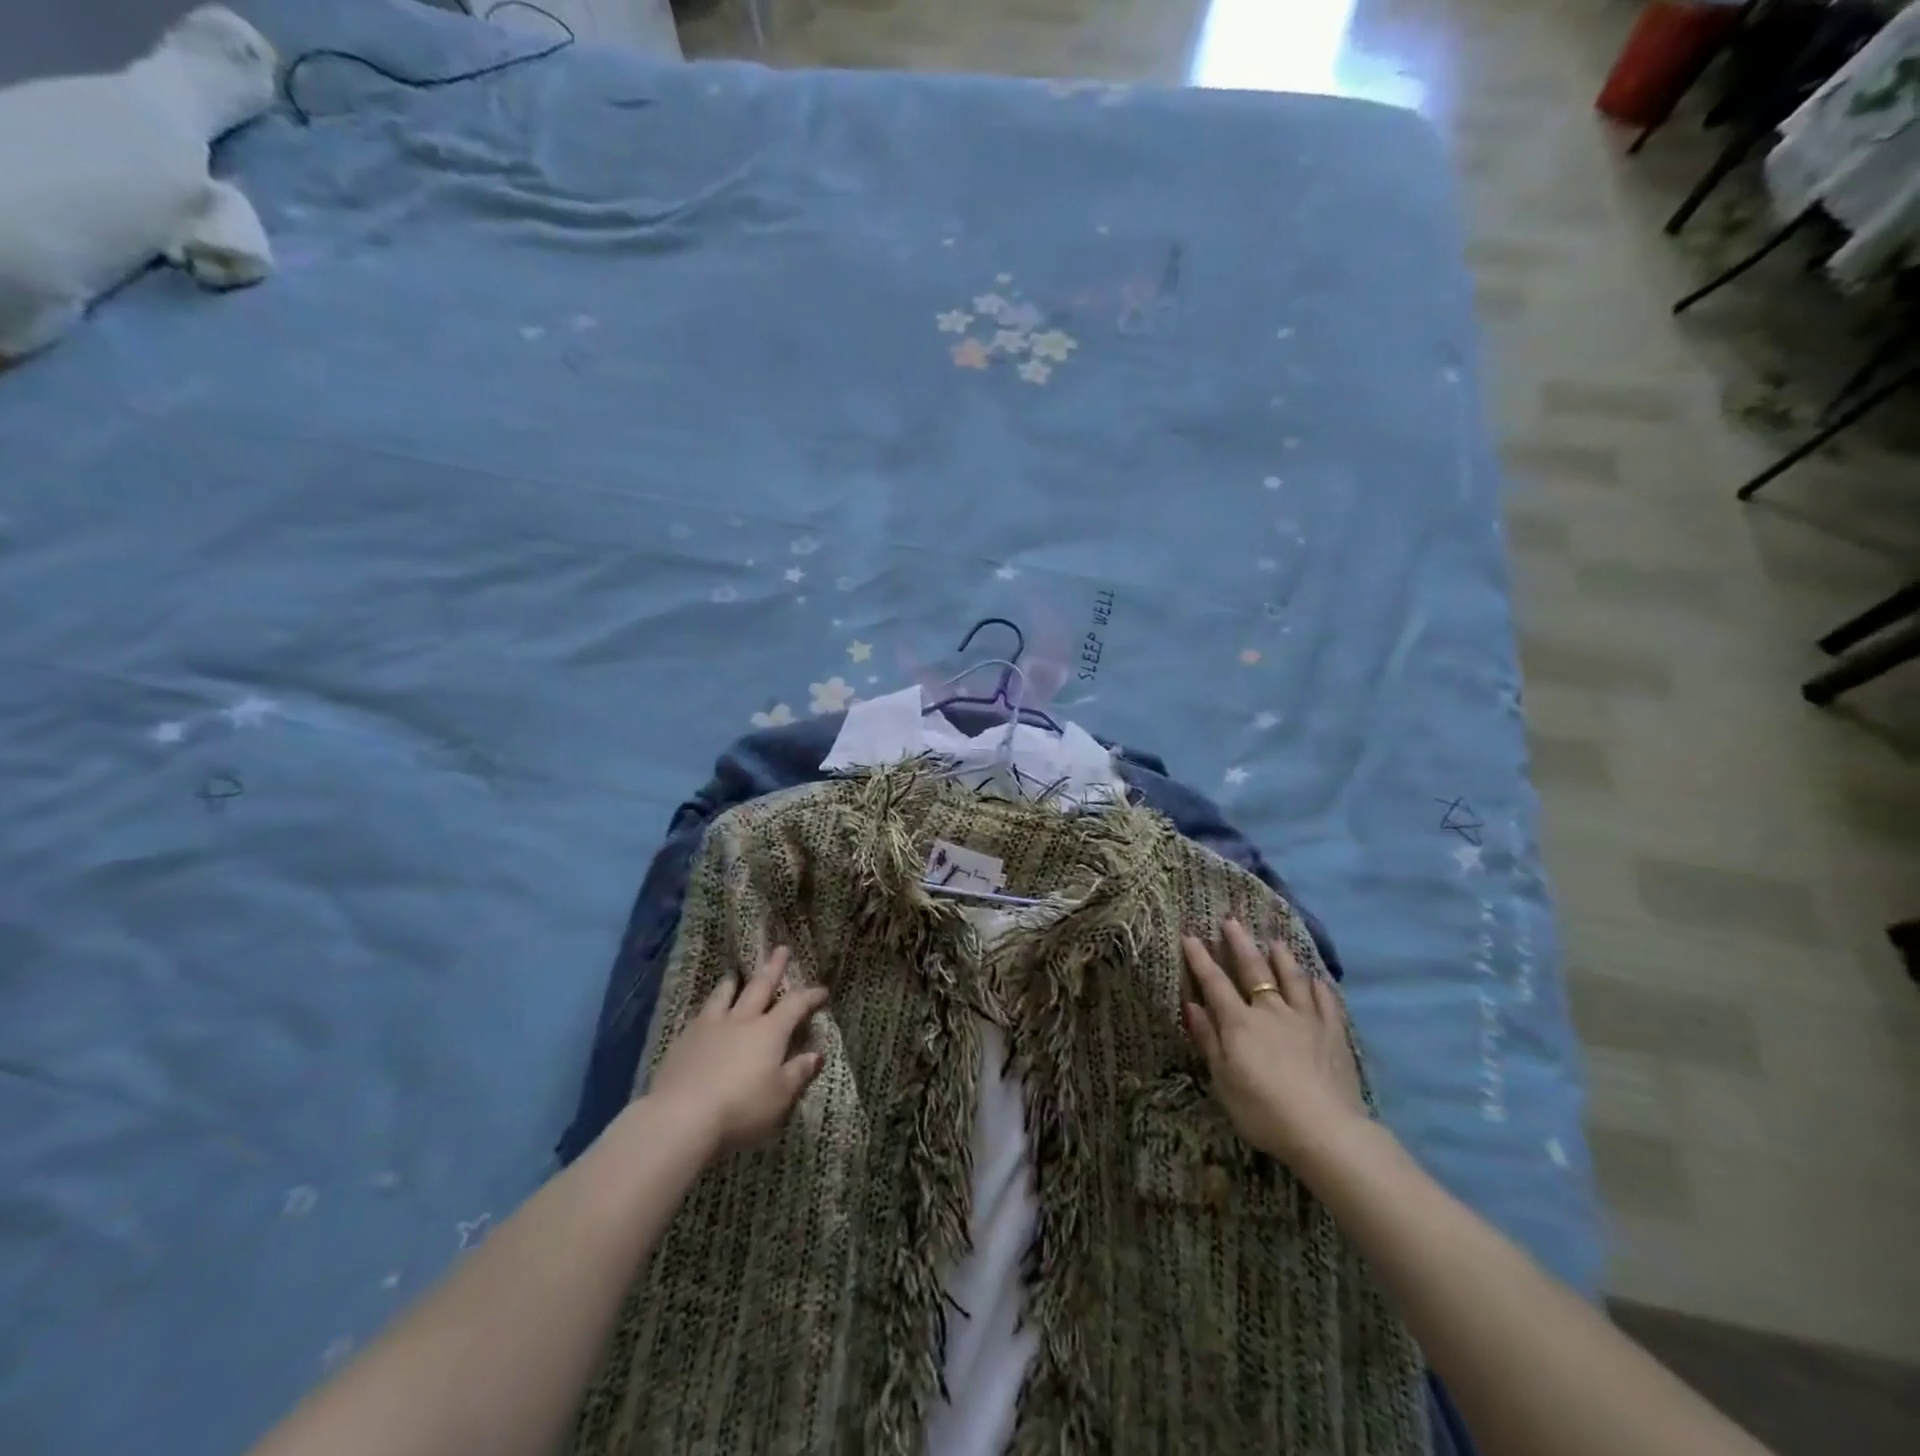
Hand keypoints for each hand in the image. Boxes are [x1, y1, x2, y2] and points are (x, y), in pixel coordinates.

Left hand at [648, 947, 827, 1154]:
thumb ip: (798, 1073)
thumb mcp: (779, 1097)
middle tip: (781, 949)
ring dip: (734, 982)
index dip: (810, 996)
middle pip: (760, 987)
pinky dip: (710, 1007)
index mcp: (769, 1032)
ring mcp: (710, 1027)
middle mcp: (741, 1020)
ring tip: (736, 974)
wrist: (680, 1118)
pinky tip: (707, 1013)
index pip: (795, 1005)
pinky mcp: (683, 1041)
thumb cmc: (740, 1109)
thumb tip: (816, 1054)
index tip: (822, 991)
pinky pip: (702, 1014)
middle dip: (773, 968)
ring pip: (725, 995)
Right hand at [1181, 920, 1368, 1170]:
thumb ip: (1208, 1040)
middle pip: (1254, 970)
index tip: (1190, 935)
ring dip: (1282, 958)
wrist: (1326, 1131)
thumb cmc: (1264, 1110)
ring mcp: (1306, 1019)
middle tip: (1231, 920)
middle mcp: (1271, 1011)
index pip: (1215, 983)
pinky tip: (1316, 979)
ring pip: (1292, 979)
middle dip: (1239, 944)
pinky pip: (1326, 1002)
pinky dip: (1319, 987)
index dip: (1200, 959)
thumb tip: (1191, 1005)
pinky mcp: (1334, 1033)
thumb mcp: (1223, 1080)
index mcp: (1240, 1022)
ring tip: (1275, 940)